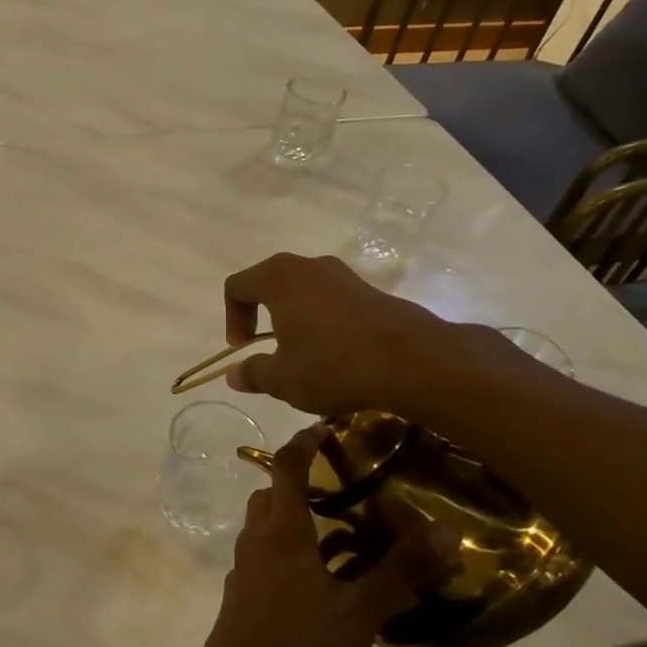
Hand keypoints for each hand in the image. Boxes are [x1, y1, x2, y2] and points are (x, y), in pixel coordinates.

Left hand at [191, 427, 458, 646]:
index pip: (286, 467)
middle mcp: (257, 538)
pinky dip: (292, 552)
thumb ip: (402, 571)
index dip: (303, 442)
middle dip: (301, 484)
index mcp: (281, 528)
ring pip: (269, 527)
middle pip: (272, 494)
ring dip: (298, 521)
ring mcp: (246, 566)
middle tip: (341, 487)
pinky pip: (268, 556)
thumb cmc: (301, 640)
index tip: (325, 428)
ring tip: (343, 534)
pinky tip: (324, 580)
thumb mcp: (360, 609)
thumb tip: (448, 531)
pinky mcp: (244, 592)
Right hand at [221, 253, 458, 417]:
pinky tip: (337, 356)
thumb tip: (234, 374)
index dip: (232, 318)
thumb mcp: (283, 379)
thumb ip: (253, 373)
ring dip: (295, 321)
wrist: (414, 362)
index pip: (237, 286)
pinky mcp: (372, 291)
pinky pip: (333, 302)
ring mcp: (345, 276)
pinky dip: (324, 323)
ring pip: (305, 293)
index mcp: (279, 278)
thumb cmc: (333, 365)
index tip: (243, 348)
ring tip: (304, 357)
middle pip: (271, 284)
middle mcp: (310, 266)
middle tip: (268, 350)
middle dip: (263, 317)